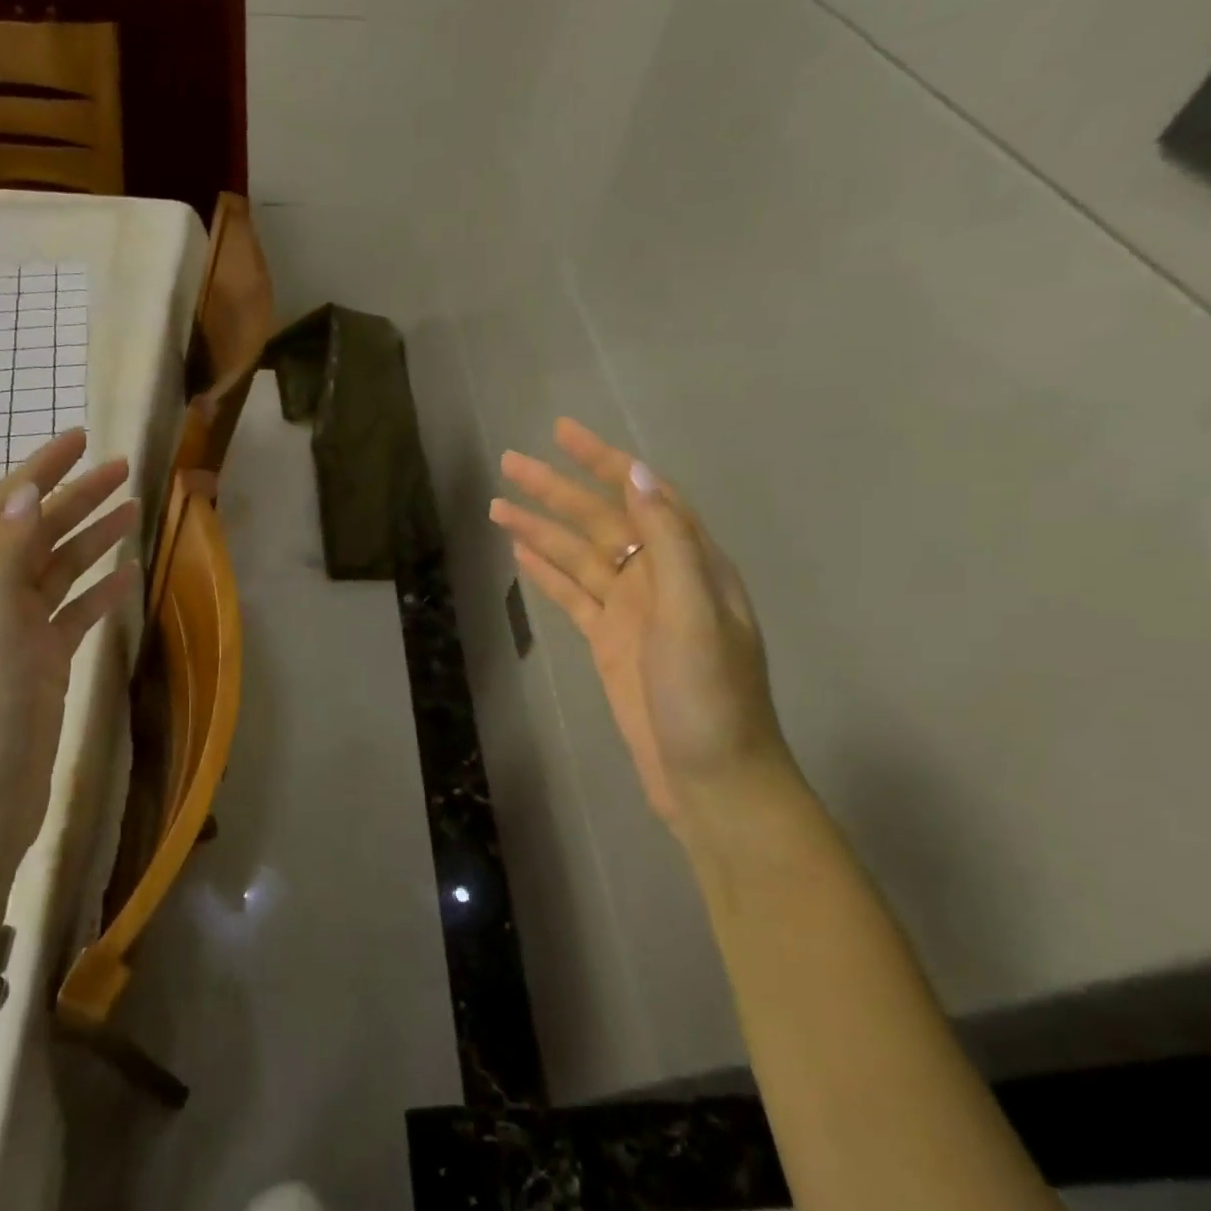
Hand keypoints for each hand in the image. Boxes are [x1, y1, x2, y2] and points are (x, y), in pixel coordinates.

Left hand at [0, 430, 139, 923]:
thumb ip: (5, 549)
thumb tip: (30, 487)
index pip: (7, 507)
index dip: (41, 468)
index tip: (80, 438)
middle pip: (39, 532)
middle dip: (77, 496)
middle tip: (124, 469)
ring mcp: (19, 634)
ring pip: (60, 570)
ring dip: (93, 537)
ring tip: (133, 512)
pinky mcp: (45, 665)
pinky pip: (75, 613)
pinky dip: (99, 590)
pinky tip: (127, 577)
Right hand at [489, 418, 793, 833]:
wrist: (712, 778)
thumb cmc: (710, 698)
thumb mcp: (694, 615)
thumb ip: (668, 543)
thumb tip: (638, 474)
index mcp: (689, 563)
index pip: (641, 494)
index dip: (603, 460)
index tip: (562, 432)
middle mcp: (659, 578)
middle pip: (599, 520)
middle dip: (556, 490)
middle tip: (510, 463)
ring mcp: (631, 611)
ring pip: (578, 556)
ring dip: (541, 529)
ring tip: (498, 506)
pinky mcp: (608, 642)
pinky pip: (572, 595)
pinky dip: (546, 572)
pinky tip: (521, 553)